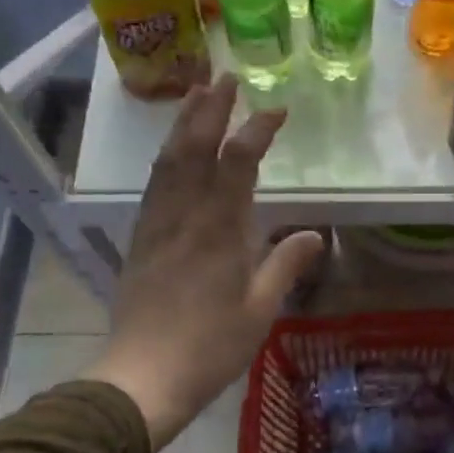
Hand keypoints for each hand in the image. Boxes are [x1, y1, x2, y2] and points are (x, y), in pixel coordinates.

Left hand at [82, 76, 324, 448]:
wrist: (143, 376)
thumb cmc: (210, 346)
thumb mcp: (260, 309)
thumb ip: (285, 265)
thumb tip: (313, 234)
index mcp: (219, 230)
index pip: (238, 162)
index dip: (257, 129)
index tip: (276, 110)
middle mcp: (184, 217)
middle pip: (194, 148)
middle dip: (210, 109)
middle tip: (224, 76)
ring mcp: (157, 225)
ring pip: (167, 161)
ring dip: (183, 123)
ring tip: (195, 94)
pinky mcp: (140, 239)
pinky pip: (153, 185)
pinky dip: (166, 156)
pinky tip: (173, 151)